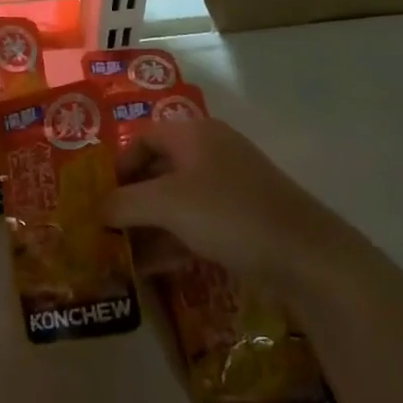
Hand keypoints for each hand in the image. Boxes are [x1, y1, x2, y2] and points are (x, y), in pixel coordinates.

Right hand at [107, 116, 353, 292]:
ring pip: (176, 201)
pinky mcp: (241, 219)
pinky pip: (195, 223)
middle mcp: (211, 153)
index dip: (118, 165)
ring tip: (119, 254)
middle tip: (104, 228)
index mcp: (194, 134)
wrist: (306, 255)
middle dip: (129, 200)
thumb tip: (96, 209)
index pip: (143, 138)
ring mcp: (229, 187)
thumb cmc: (229, 214)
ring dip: (147, 225)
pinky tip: (149, 268)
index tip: (99, 196)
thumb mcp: (167, 205)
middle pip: (158, 170)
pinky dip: (171, 240)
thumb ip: (124, 203)